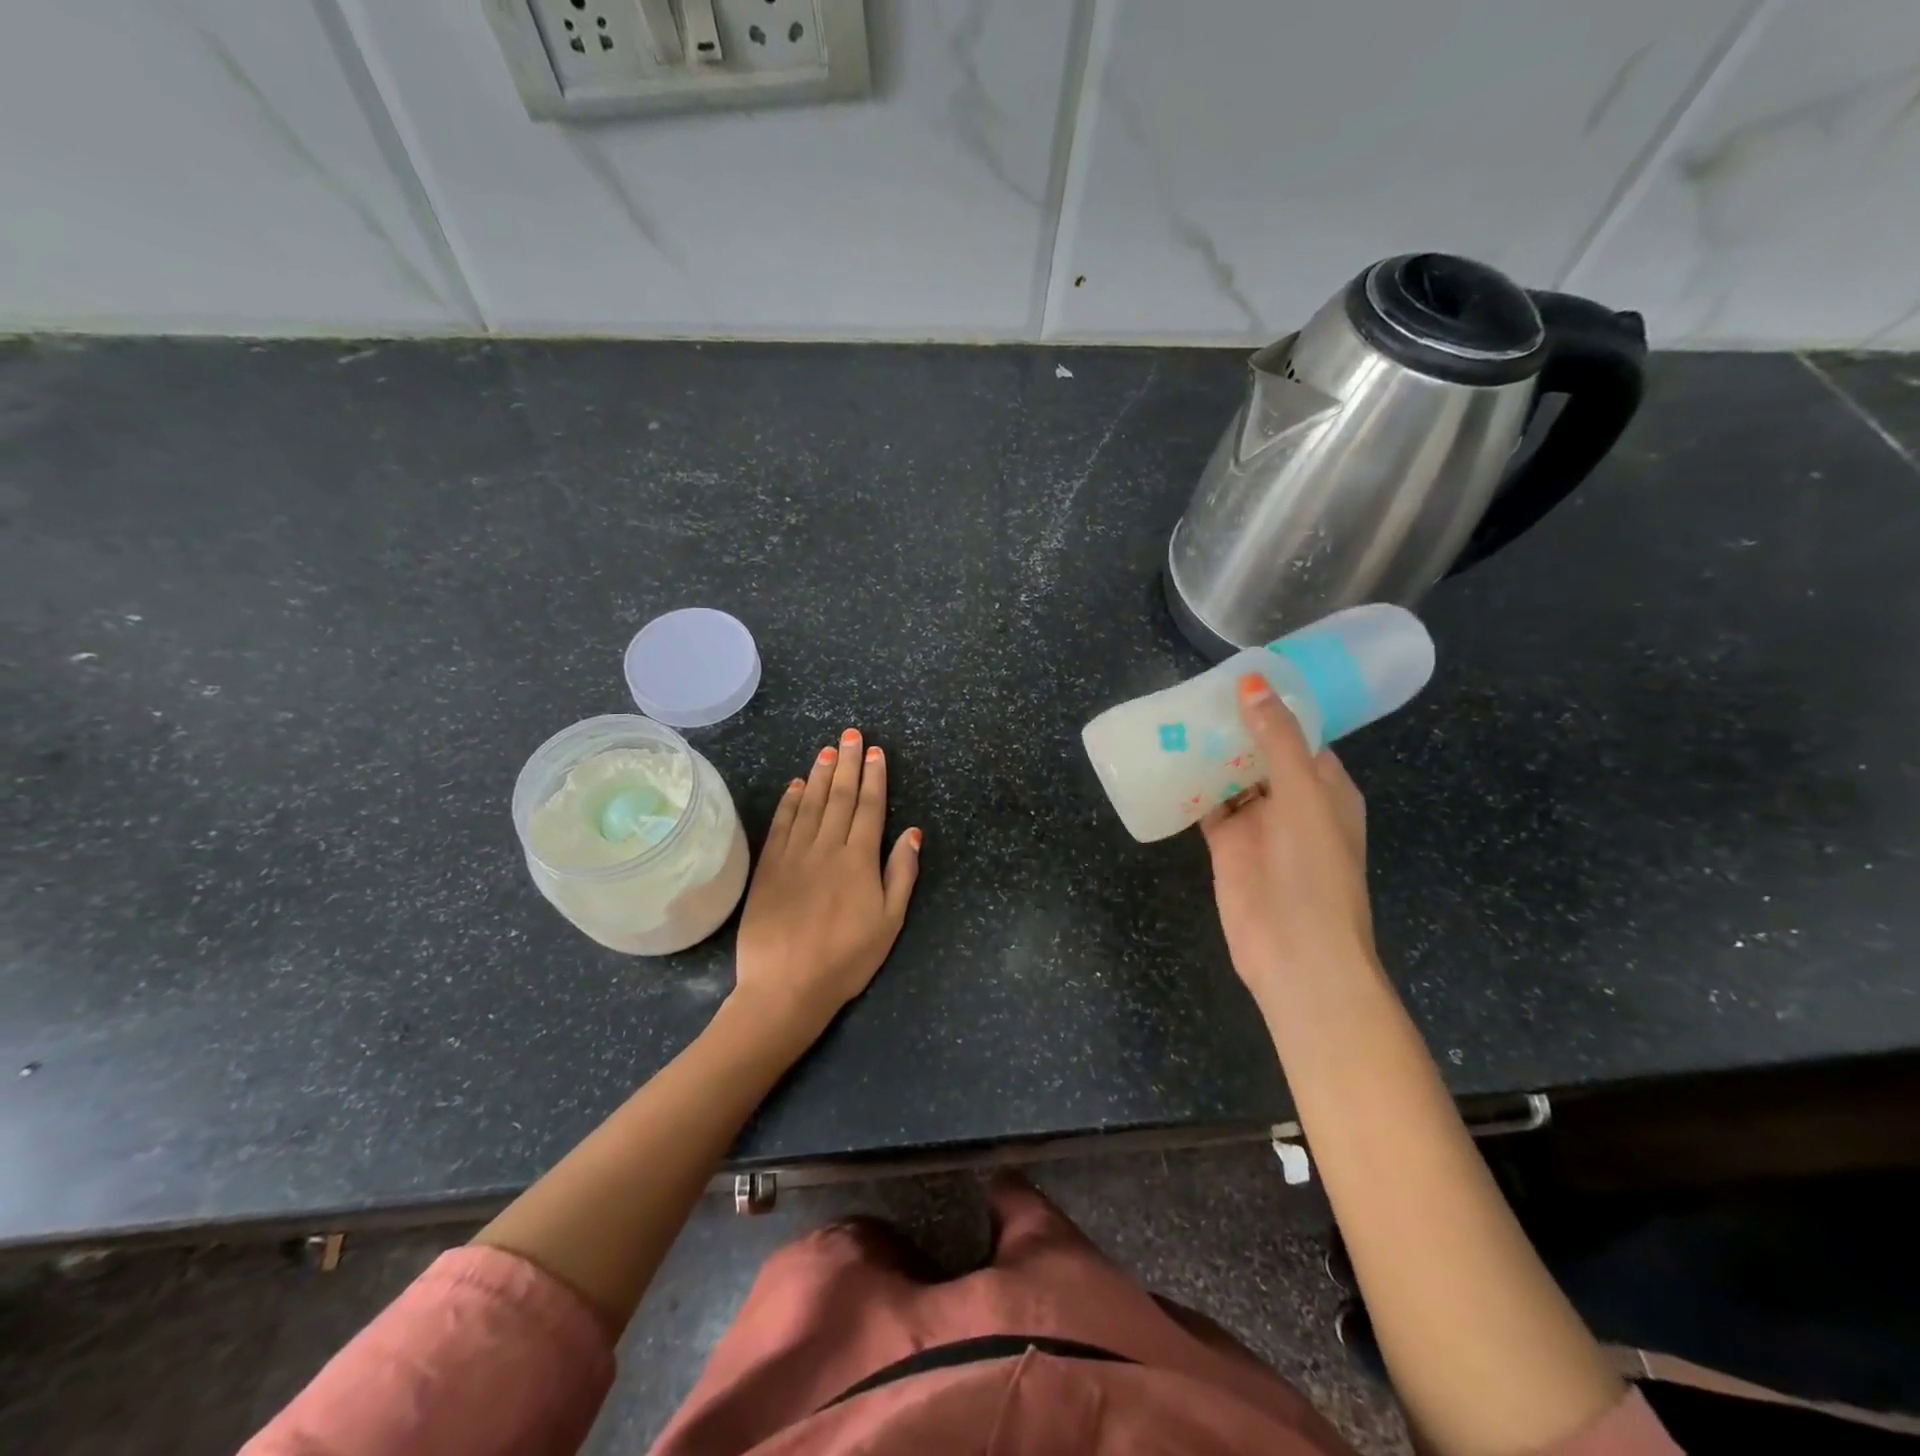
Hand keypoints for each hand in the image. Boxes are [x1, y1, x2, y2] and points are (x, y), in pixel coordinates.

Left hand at [733, 727, 921, 1034]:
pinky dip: (789, 801)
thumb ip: (901, 873)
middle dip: (847, 763)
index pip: (869, 807)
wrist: (785, 986)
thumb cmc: (846, 959)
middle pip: (840, 797)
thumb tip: (912, 832)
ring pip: (810, 804)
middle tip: (850, 734)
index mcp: (859, 859)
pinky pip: (781, 824)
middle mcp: (826, 847)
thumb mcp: (889, 922)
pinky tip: (795, 785)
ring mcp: (794, 854)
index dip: (874, 777)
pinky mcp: (768, 867)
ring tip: (827, 749)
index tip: (874, 752)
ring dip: (820, 774)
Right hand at [1201, 673, 1374, 1004]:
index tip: (1238, 676)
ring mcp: (1259, 825)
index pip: (1300, 734)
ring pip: (1231, 778)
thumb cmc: (1313, 868)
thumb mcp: (1302, 794)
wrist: (1296, 953)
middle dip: (1234, 726)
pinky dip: (1191, 788)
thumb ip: (1278, 739)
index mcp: (1326, 786)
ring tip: (1175, 718)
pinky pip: (1208, 807)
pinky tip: (1166, 763)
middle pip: (1261, 753)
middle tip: (1194, 693)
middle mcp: (1293, 801)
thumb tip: (1253, 683)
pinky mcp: (1228, 846)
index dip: (1273, 705)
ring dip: (1209, 754)